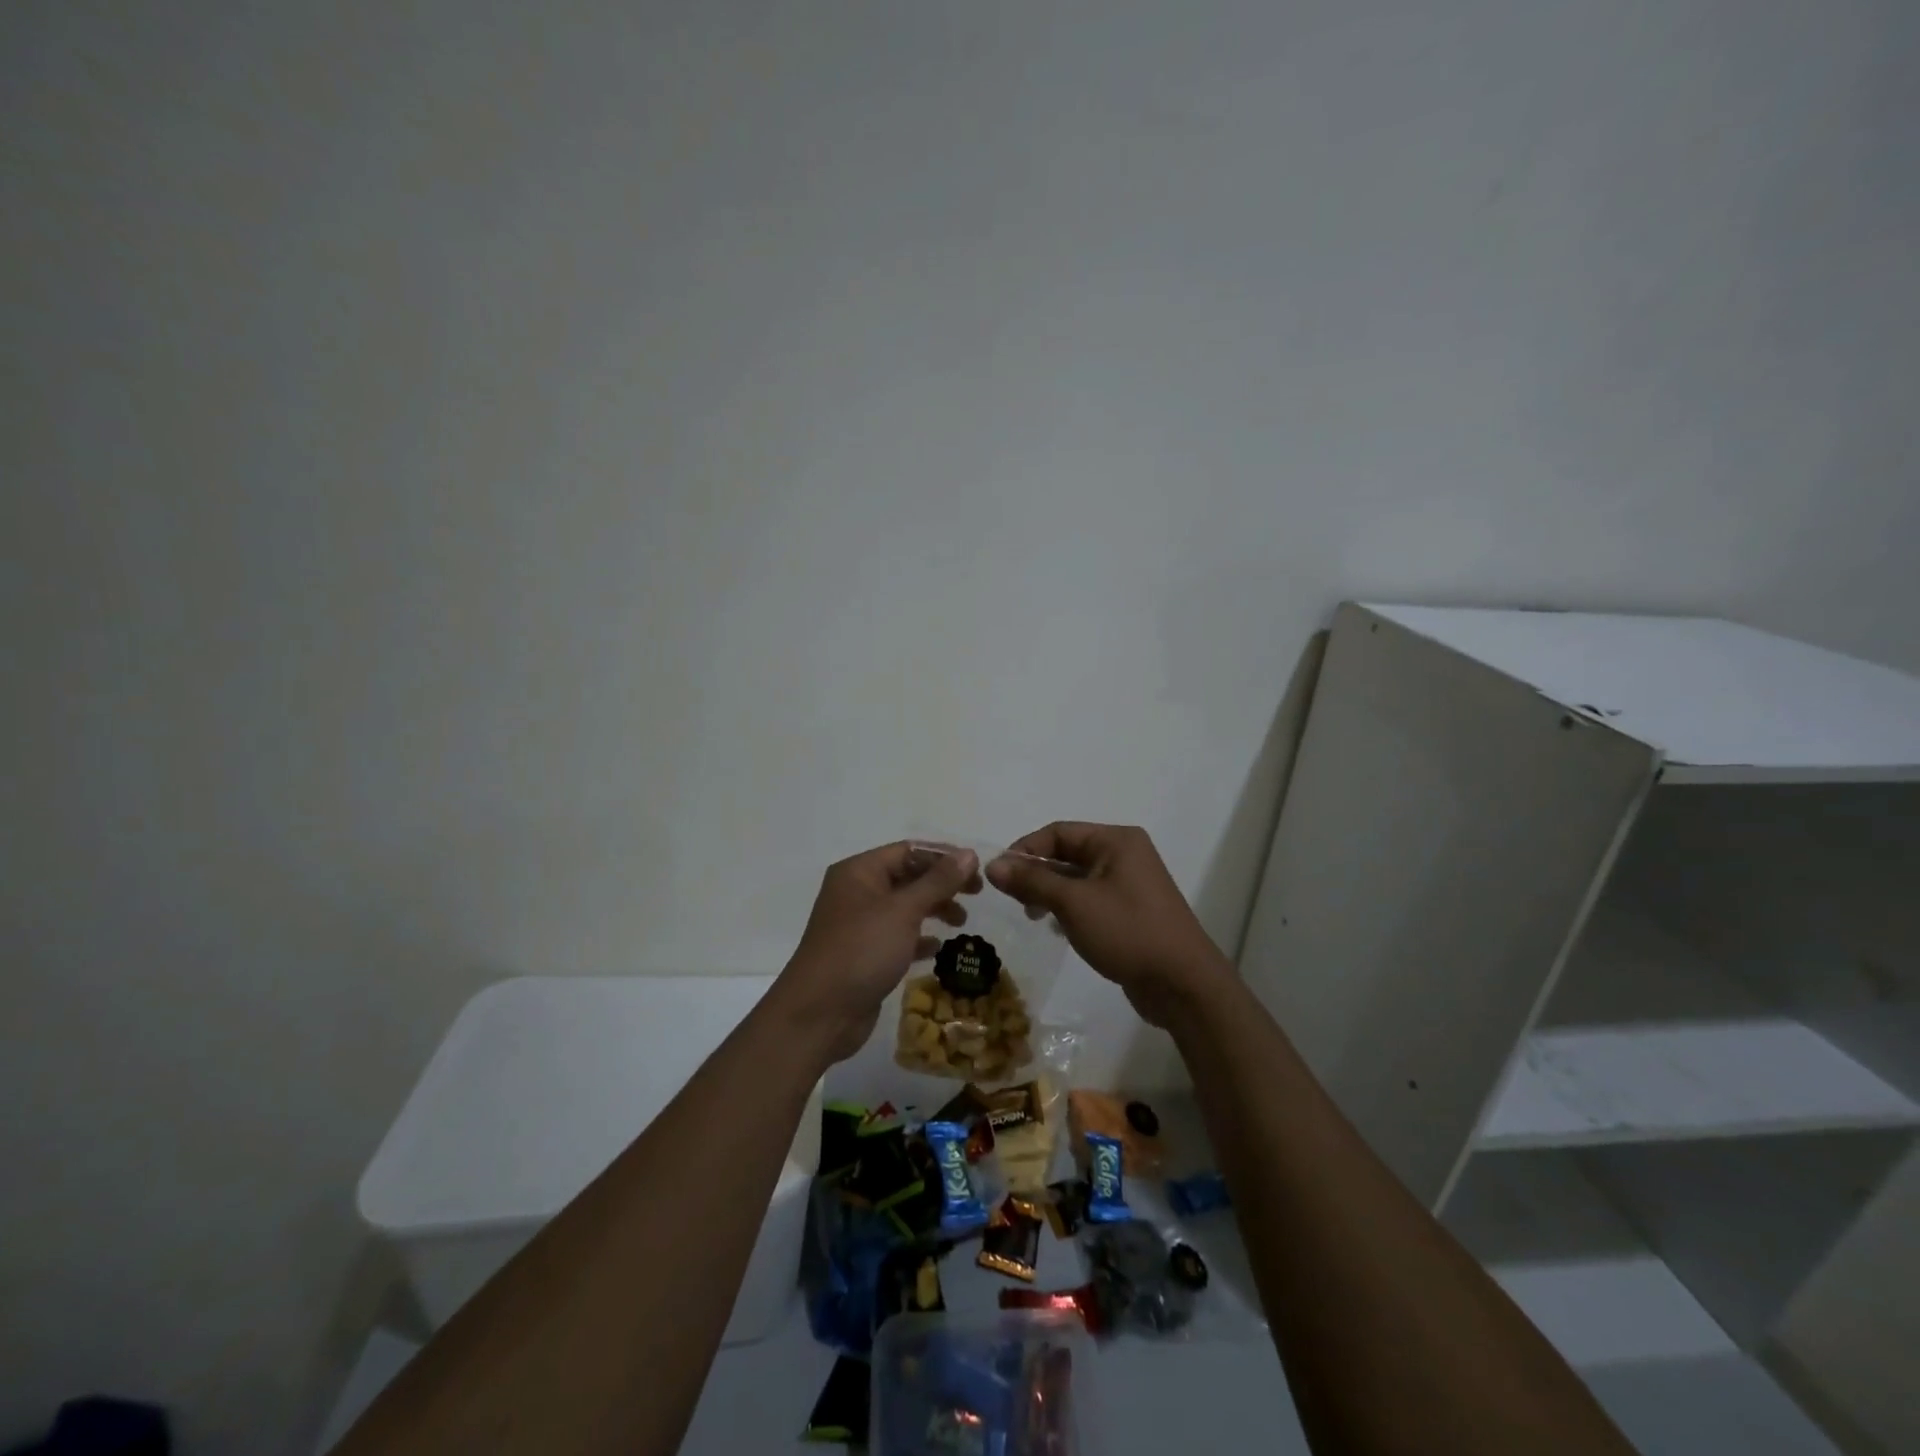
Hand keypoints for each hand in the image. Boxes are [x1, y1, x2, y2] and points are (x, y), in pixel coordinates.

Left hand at [774, 841, 981, 1062]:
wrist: (819, 1013)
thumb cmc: (861, 950)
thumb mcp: (903, 911)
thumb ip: (938, 881)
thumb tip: (969, 853)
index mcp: (859, 871)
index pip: (908, 850)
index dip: (944, 856)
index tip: (978, 869)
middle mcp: (857, 892)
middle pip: (907, 877)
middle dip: (942, 884)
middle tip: (977, 894)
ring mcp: (859, 924)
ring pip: (904, 907)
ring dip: (934, 909)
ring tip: (961, 922)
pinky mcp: (864, 954)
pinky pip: (898, 936)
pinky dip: (919, 938)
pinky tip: (937, 948)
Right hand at [987, 823, 1230, 1027]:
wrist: (1183, 984)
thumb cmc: (1127, 932)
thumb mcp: (1073, 903)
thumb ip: (1032, 881)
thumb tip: (993, 864)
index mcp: (1116, 840)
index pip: (1059, 832)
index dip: (1025, 849)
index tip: (999, 875)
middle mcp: (1125, 855)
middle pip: (1068, 853)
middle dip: (1037, 873)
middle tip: (1013, 899)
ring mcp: (1130, 884)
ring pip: (1077, 879)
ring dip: (1050, 892)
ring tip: (1032, 915)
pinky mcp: (1131, 912)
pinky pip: (1090, 899)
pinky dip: (1069, 908)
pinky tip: (1056, 929)